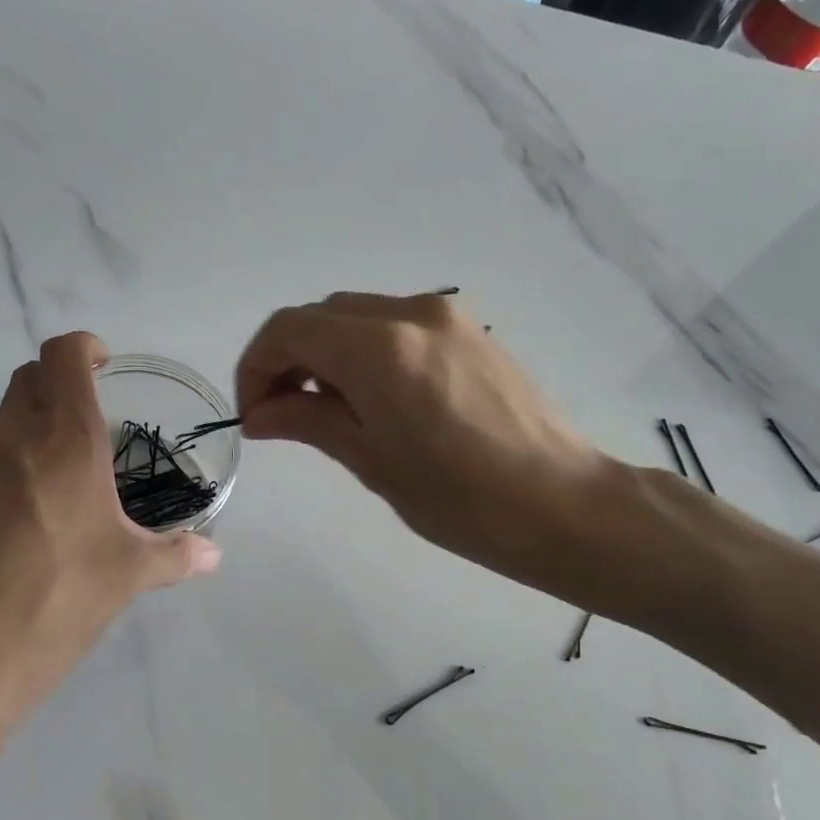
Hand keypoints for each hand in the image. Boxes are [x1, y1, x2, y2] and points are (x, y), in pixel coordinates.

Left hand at [0, 332, 219, 761]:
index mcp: (63, 442)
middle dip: (55, 387)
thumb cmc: (54, 604)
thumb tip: (213, 554)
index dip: (83, 348)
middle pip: (25, 382)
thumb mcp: (126, 579)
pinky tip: (6, 543)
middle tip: (86, 430)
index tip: (102, 365)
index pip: (63, 356)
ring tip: (52, 502)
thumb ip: (175, 556)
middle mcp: (6, 442)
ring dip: (25, 444)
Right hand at [235, 292, 614, 597]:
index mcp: (381, 349)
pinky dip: (364, 351)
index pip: (289, 330)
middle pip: (321, 316)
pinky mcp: (470, 331)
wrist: (564, 505)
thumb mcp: (371, 461)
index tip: (254, 414)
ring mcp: (447, 316)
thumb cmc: (461, 500)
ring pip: (357, 316)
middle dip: (288, 359)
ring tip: (327, 411)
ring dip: (326, 353)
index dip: (256, 367)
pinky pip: (395, 325)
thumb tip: (258, 415)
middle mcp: (411, 313)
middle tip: (282, 415)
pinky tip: (372, 398)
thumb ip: (307, 423)